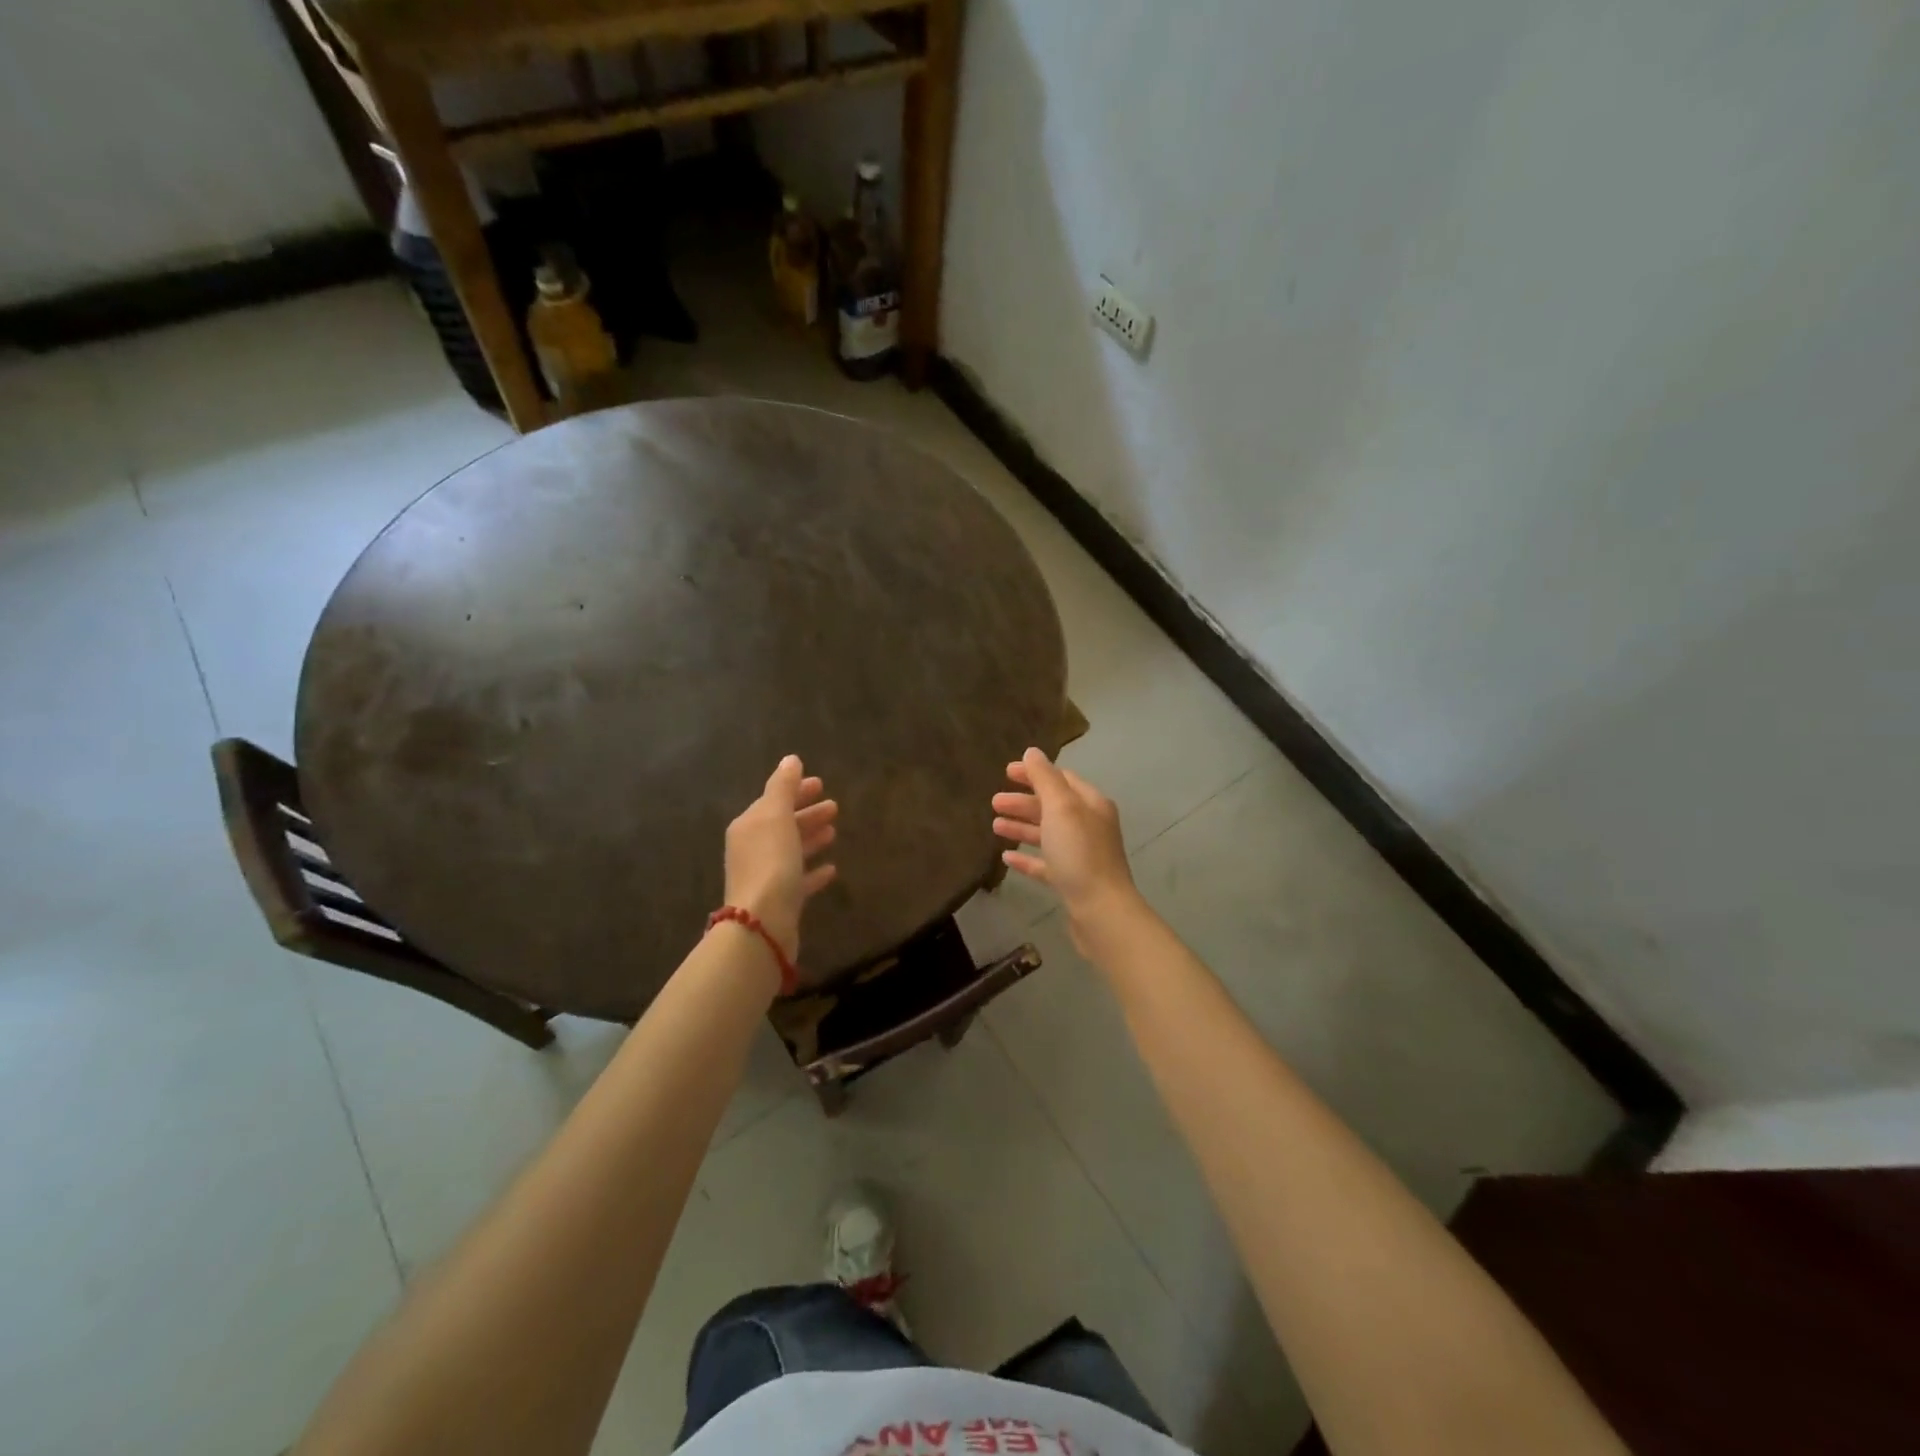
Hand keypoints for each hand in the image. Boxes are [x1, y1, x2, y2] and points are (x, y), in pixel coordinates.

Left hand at [724, 755, 837, 959]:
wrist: (762, 922)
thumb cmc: (770, 861)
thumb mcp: (776, 817)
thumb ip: (783, 787)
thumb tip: (790, 759)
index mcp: (748, 826)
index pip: (772, 801)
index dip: (795, 790)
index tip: (820, 783)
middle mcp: (752, 849)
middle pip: (782, 825)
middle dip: (806, 813)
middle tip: (834, 806)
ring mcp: (765, 876)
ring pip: (791, 850)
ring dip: (811, 838)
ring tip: (834, 831)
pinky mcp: (780, 901)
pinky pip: (799, 880)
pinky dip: (813, 871)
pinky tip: (832, 868)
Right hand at [992, 748, 1139, 939]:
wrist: (1100, 911)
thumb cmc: (1079, 853)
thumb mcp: (1060, 807)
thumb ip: (1044, 778)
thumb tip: (1032, 752)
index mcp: (1091, 804)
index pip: (1061, 779)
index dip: (1034, 773)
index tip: (1006, 772)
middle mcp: (1089, 826)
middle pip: (1052, 807)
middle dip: (1023, 802)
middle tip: (994, 802)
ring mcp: (1081, 855)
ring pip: (1047, 834)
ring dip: (1021, 827)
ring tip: (994, 826)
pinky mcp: (1072, 881)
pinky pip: (1045, 864)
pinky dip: (1027, 858)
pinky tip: (1006, 857)